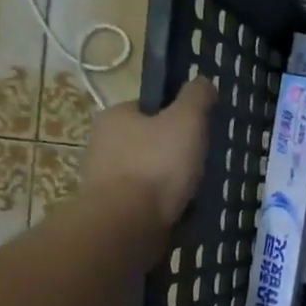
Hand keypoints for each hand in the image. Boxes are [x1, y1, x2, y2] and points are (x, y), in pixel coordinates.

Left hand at [83, 77, 216, 226]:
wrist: (127, 223)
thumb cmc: (157, 164)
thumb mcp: (187, 120)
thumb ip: (197, 97)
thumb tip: (203, 81)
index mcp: (115, 116)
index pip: (148, 108)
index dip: (175, 116)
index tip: (197, 131)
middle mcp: (101, 144)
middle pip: (148, 141)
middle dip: (172, 152)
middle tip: (200, 162)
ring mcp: (102, 179)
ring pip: (146, 173)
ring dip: (168, 181)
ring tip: (194, 191)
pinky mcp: (110, 209)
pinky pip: (143, 200)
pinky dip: (161, 204)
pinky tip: (180, 211)